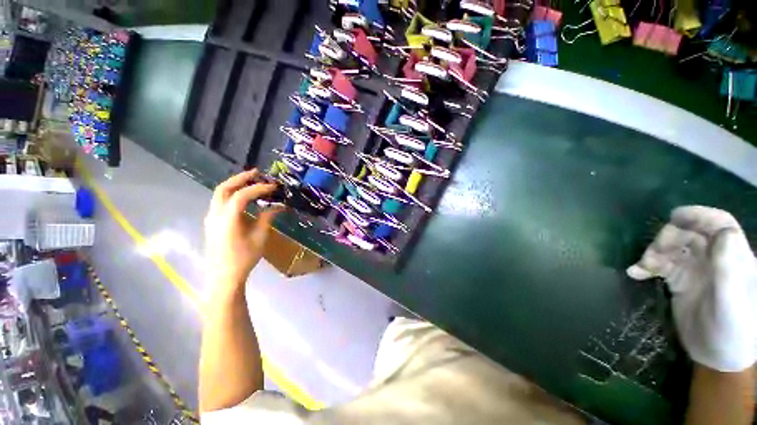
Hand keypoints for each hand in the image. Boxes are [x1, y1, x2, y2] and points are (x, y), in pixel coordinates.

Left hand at [204, 170, 282, 292]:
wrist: (224, 276)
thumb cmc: (244, 258)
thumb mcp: (260, 237)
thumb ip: (267, 218)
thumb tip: (279, 206)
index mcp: (227, 219)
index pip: (242, 195)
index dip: (258, 188)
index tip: (273, 187)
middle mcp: (215, 215)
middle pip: (224, 188)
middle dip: (240, 178)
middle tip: (257, 173)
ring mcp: (211, 218)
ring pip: (219, 194)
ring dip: (235, 184)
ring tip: (251, 181)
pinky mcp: (212, 222)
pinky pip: (220, 202)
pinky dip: (232, 194)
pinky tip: (243, 197)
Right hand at [627, 206, 756, 371]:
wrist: (719, 358)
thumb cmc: (734, 331)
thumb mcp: (733, 303)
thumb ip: (729, 269)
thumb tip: (723, 233)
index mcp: (734, 258)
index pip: (720, 225)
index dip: (699, 215)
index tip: (674, 217)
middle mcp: (715, 259)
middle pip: (690, 234)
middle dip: (669, 237)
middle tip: (653, 253)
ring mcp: (696, 270)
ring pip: (672, 248)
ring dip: (654, 251)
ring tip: (643, 266)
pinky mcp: (679, 281)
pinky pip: (660, 265)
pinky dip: (645, 266)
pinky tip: (635, 273)